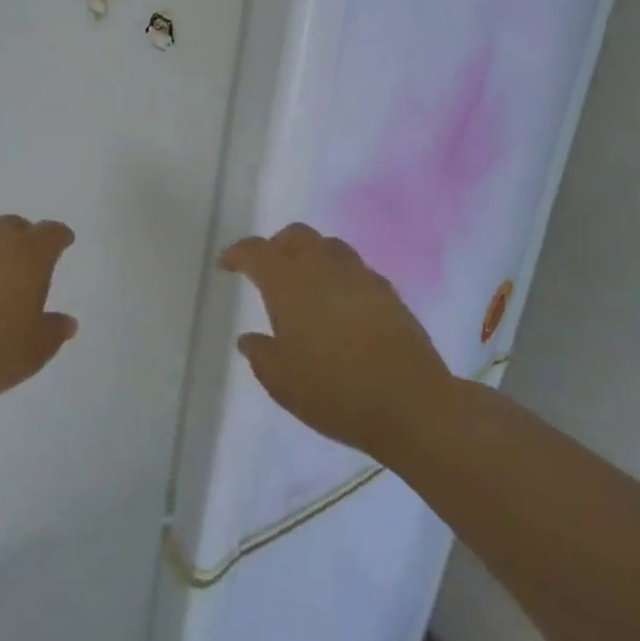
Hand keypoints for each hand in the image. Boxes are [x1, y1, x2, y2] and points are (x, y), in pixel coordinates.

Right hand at [221, 223, 453, 460]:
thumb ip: (261, 354)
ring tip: (307, 281)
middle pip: (297, 235)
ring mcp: (360, 276)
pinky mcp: (389, 293)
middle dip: (277, 245)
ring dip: (312, 255)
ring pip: (330, 245)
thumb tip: (249, 339)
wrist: (412, 405)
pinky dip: (341, 275)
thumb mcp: (281, 381)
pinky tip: (341, 302)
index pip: (256, 251)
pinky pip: (357, 269)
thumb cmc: (334, 391)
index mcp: (288, 282)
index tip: (227, 265)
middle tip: (268, 268)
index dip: (237, 254)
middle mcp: (322, 267)